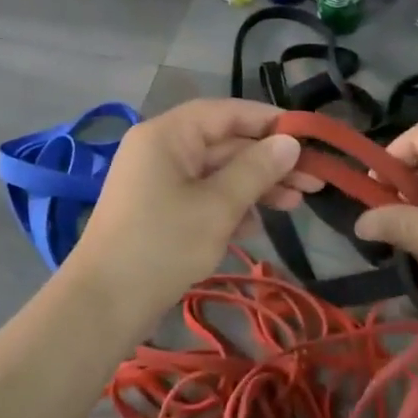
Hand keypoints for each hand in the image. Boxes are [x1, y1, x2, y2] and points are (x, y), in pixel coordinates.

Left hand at [65, 99, 315, 314]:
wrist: (103, 305)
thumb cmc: (163, 245)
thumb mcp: (218, 206)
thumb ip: (257, 170)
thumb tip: (290, 141)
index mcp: (168, 134)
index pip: (227, 112)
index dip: (270, 121)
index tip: (309, 137)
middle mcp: (161, 148)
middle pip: (224, 143)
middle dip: (268, 161)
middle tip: (314, 179)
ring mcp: (157, 180)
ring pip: (216, 172)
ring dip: (255, 185)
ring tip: (296, 203)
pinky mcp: (158, 209)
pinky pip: (201, 195)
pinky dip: (230, 205)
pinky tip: (257, 225)